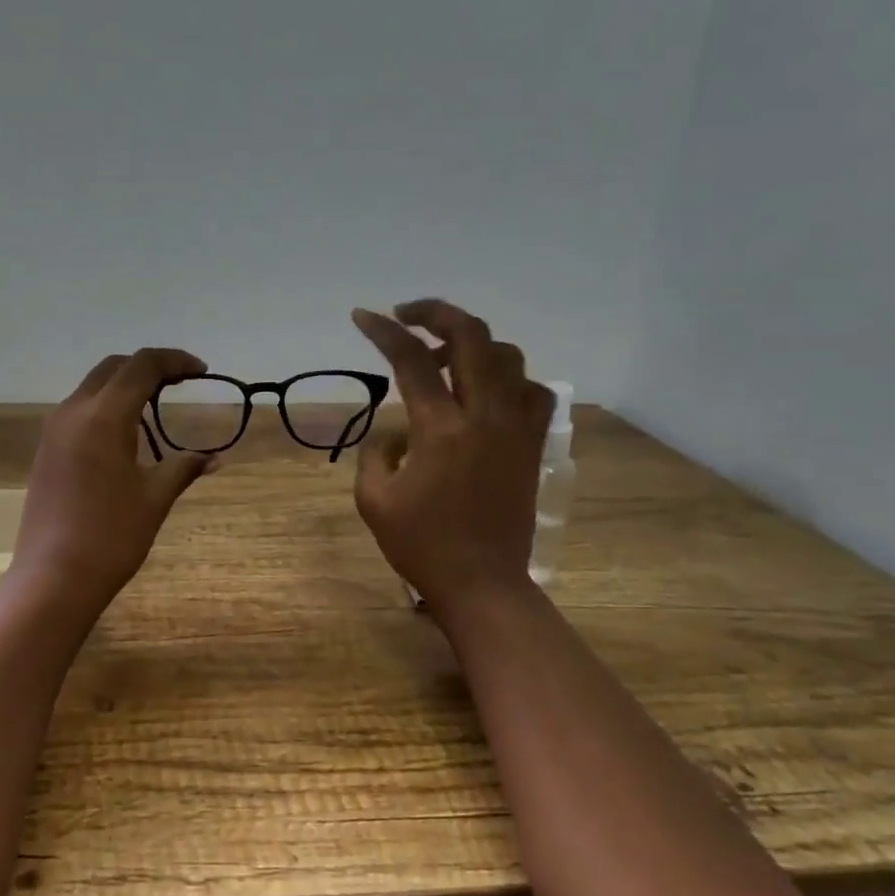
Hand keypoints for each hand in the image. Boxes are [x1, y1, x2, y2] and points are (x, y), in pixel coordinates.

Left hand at [14, 348, 212, 606]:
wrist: (53, 577)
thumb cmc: (111, 536)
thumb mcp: (155, 498)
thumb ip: (184, 467)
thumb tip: (215, 458)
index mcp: (104, 415)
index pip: (142, 365)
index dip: (175, 361)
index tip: (201, 372)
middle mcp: (74, 411)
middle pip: (114, 368)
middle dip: (149, 367)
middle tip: (180, 383)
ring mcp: (54, 430)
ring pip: (93, 387)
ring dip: (125, 385)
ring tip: (156, 405)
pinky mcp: (46, 449)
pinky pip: (79, 410)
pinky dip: (106, 406)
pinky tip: (125, 434)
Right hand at [351, 299, 554, 614]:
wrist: (482, 583)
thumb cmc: (421, 545)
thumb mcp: (373, 498)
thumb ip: (377, 451)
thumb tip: (398, 429)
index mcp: (441, 429)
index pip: (411, 359)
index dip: (384, 331)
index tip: (363, 316)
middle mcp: (485, 416)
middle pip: (471, 336)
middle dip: (436, 312)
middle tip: (407, 315)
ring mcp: (516, 428)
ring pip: (507, 356)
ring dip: (471, 344)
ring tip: (443, 359)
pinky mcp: (531, 444)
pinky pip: (531, 391)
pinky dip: (506, 378)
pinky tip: (484, 393)